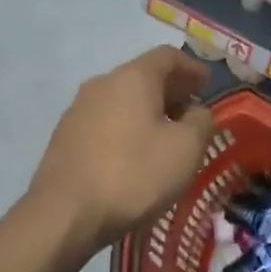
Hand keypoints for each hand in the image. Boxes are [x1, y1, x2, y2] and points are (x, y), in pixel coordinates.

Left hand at [29, 48, 214, 257]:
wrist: (63, 215)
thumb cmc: (133, 175)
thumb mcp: (186, 149)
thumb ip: (201, 121)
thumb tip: (195, 112)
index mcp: (133, 77)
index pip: (167, 56)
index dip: (191, 67)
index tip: (206, 85)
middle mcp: (102, 83)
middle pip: (143, 75)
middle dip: (170, 90)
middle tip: (190, 112)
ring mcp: (78, 109)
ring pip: (122, 99)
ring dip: (147, 110)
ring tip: (164, 136)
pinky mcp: (64, 136)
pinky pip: (104, 120)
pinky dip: (126, 127)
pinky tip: (134, 154)